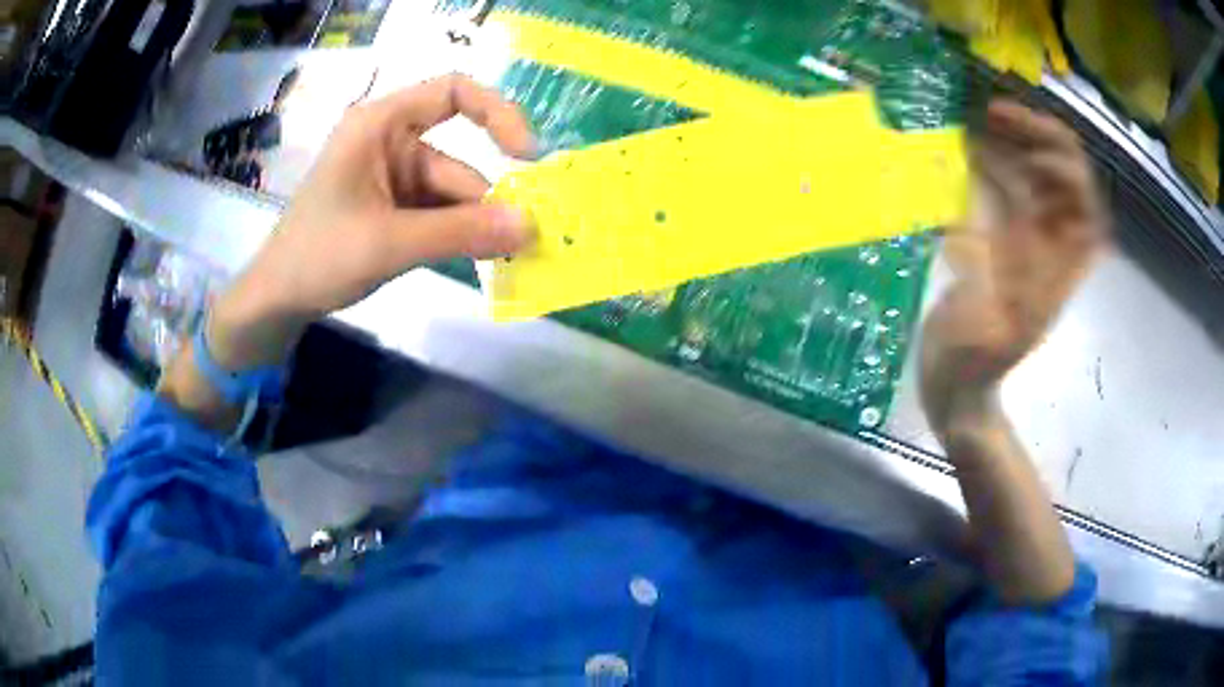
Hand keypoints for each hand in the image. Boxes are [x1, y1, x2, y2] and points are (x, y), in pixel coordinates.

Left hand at [210, 74, 536, 368]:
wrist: (277, 300)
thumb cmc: (317, 257)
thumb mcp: (389, 243)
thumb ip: (460, 233)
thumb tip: (530, 226)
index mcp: (380, 124)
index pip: (453, 92)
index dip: (498, 113)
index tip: (526, 156)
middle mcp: (391, 141)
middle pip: (457, 160)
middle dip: (484, 203)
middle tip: (521, 244)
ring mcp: (392, 177)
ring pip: (451, 194)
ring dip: (473, 226)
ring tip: (502, 260)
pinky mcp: (393, 206)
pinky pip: (438, 212)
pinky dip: (456, 234)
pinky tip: (474, 258)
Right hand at [921, 100, 1105, 445]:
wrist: (959, 390)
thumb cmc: (969, 370)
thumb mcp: (979, 334)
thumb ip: (981, 281)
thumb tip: (971, 223)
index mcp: (1055, 271)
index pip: (1084, 207)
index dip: (1066, 169)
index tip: (1026, 151)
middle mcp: (1049, 249)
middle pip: (1065, 181)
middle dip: (1039, 139)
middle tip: (995, 113)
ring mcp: (1025, 242)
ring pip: (1038, 177)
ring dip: (1017, 142)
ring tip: (982, 118)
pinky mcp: (1001, 241)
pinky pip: (1008, 190)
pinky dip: (995, 162)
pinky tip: (970, 147)